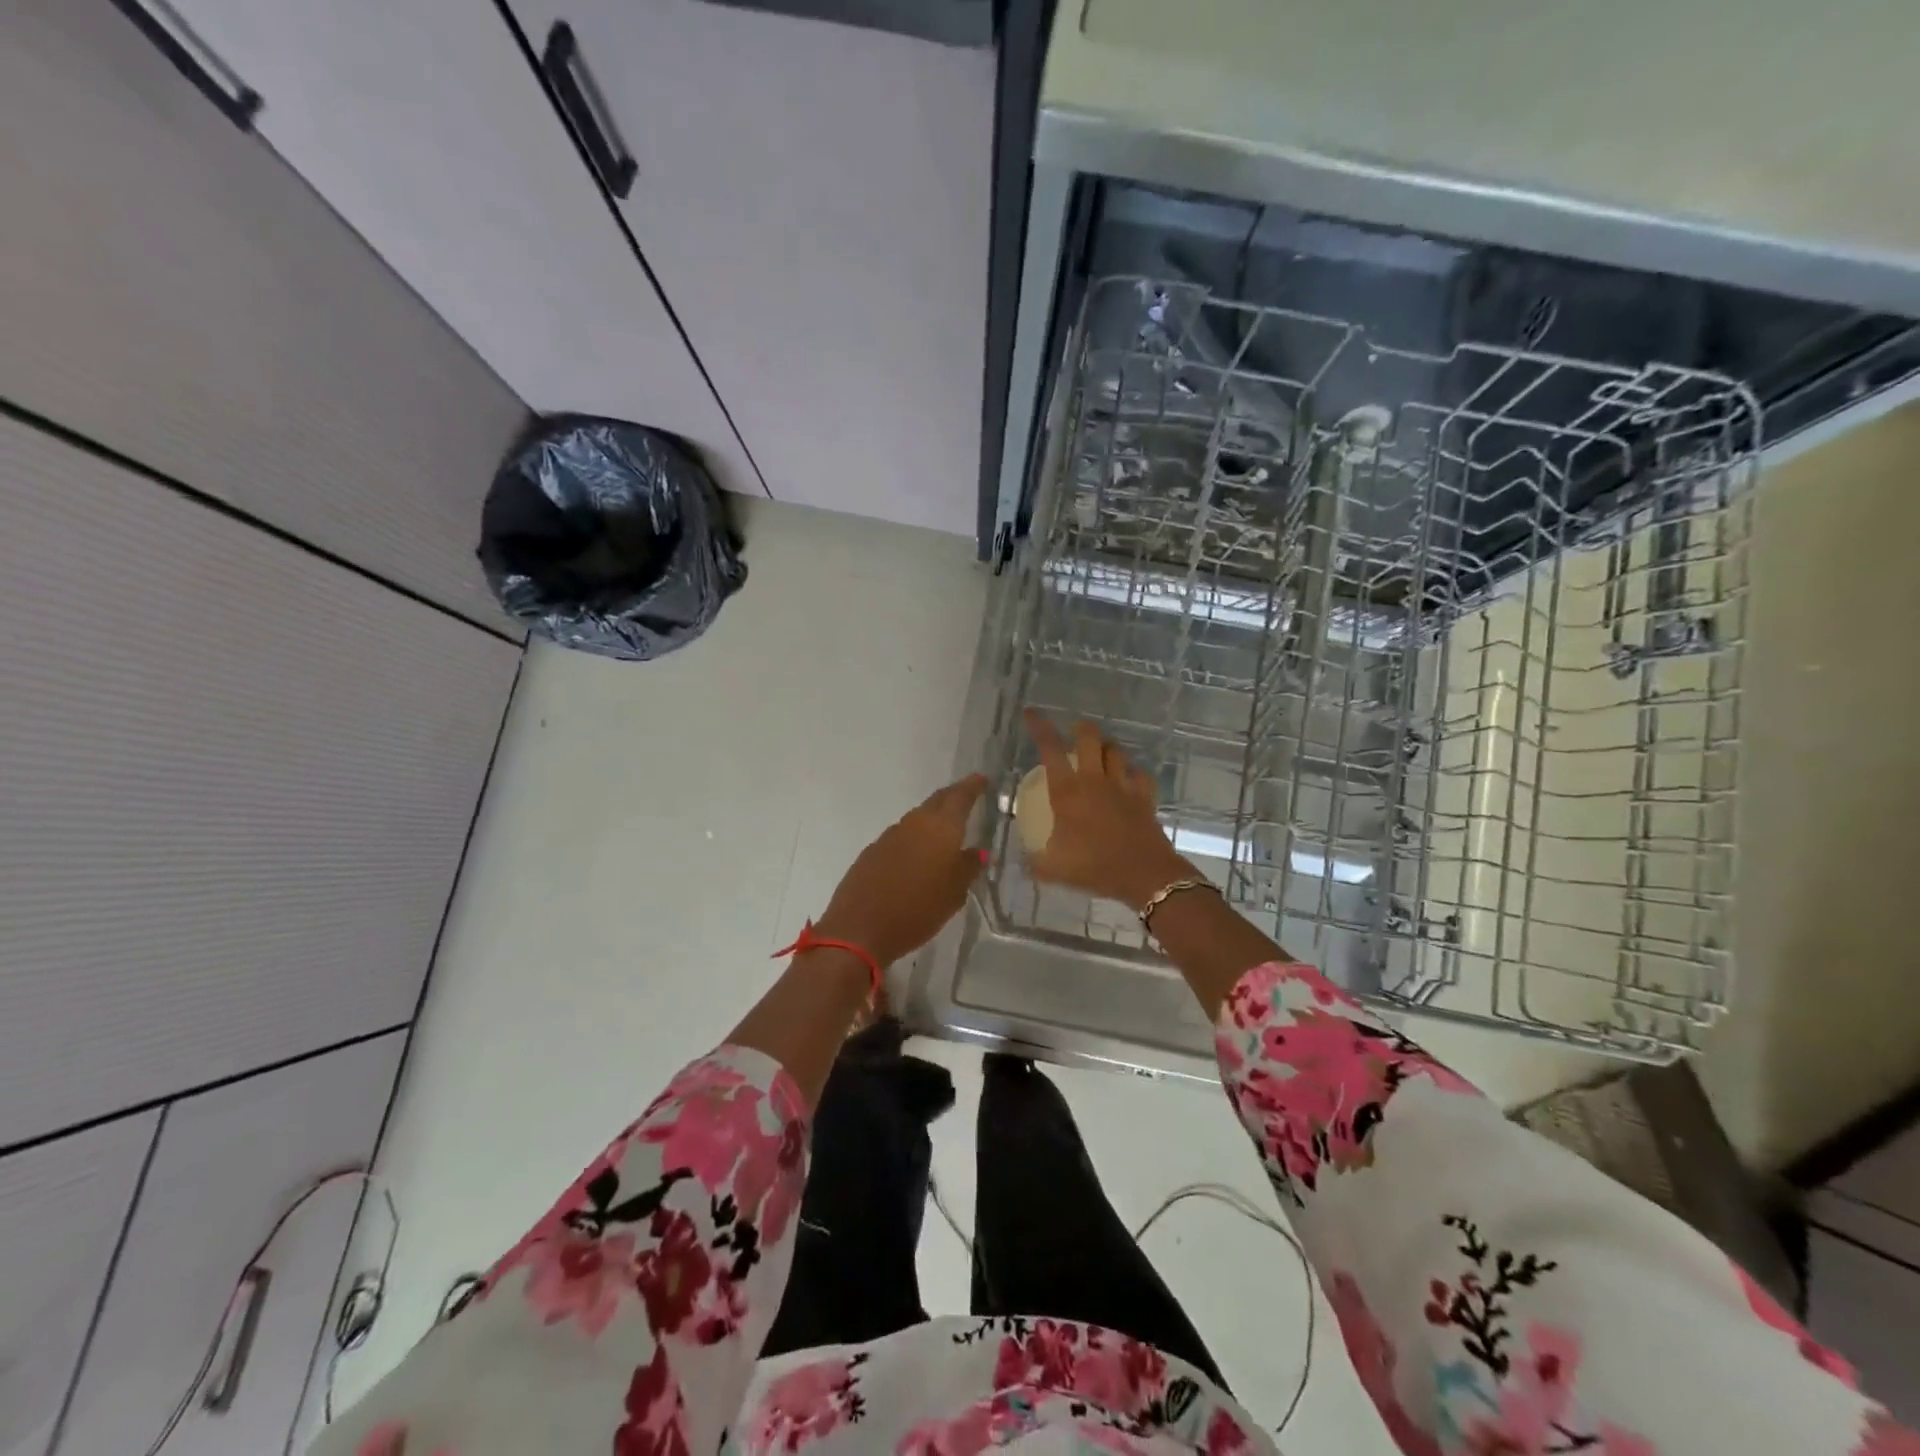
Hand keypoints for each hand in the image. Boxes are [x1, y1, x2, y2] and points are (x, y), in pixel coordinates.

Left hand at [813, 774, 988, 966]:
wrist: (860, 929)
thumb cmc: (918, 910)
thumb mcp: (954, 893)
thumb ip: (968, 867)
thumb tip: (977, 851)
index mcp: (940, 828)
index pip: (959, 797)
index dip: (972, 786)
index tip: (981, 778)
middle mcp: (914, 823)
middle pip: (936, 802)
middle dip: (952, 797)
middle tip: (966, 798)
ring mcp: (889, 836)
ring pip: (917, 819)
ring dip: (931, 820)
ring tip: (944, 830)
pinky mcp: (871, 852)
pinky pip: (900, 837)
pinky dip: (913, 839)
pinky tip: (916, 855)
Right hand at [1023, 710, 1195, 911]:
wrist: (1145, 875)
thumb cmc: (1094, 867)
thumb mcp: (1053, 869)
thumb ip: (1034, 862)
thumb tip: (1024, 862)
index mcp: (1067, 791)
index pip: (1049, 749)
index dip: (1039, 727)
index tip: (1031, 713)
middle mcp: (1094, 780)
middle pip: (1089, 737)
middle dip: (1080, 729)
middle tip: (1073, 734)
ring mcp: (1122, 786)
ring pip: (1116, 751)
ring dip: (1106, 748)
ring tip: (1099, 754)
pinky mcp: (1144, 798)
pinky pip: (1140, 775)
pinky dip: (1132, 773)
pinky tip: (1128, 779)